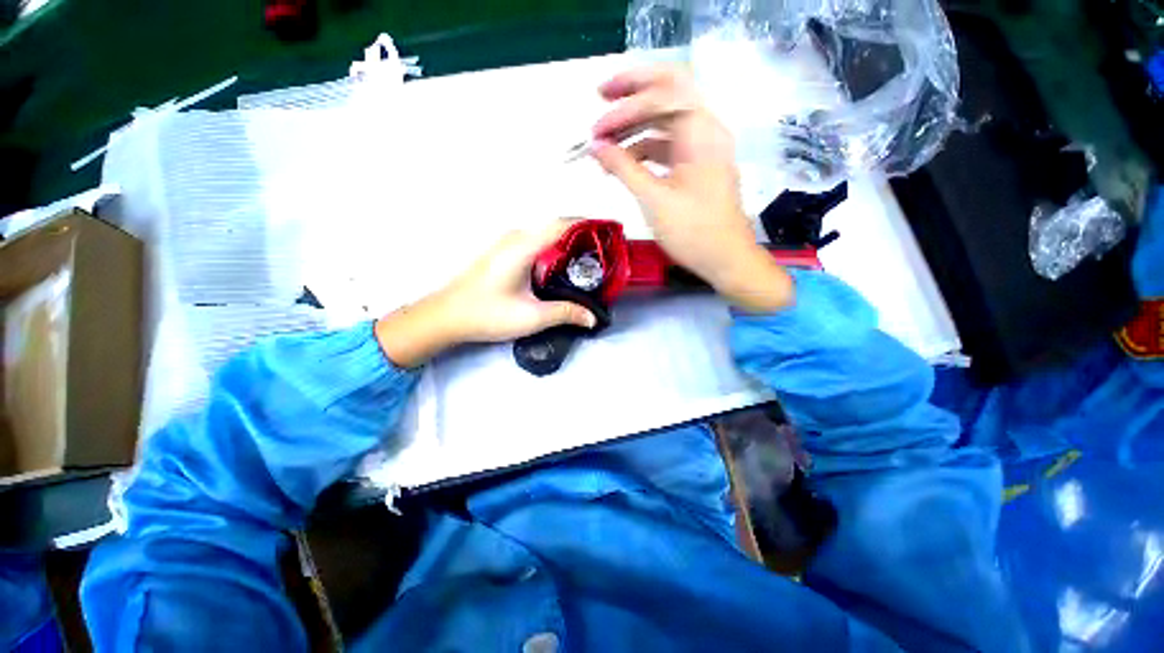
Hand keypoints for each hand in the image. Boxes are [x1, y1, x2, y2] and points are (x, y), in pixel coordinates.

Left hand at [375, 222, 596, 367]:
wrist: (447, 316)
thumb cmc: (488, 314)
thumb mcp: (531, 317)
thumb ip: (565, 313)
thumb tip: (592, 317)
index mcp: (523, 246)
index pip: (562, 224)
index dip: (588, 225)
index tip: (609, 232)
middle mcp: (516, 237)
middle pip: (556, 226)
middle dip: (582, 235)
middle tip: (603, 252)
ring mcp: (507, 243)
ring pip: (545, 234)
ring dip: (567, 242)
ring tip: (588, 260)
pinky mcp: (503, 253)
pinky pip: (535, 242)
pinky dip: (553, 249)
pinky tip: (561, 267)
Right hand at [590, 65, 793, 312]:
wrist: (725, 258)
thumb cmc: (692, 231)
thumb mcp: (654, 200)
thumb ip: (623, 168)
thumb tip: (595, 146)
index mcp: (701, 132)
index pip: (662, 95)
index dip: (625, 106)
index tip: (596, 131)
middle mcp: (705, 129)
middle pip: (669, 91)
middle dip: (633, 90)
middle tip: (601, 94)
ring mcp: (702, 147)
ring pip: (666, 120)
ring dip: (635, 124)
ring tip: (605, 141)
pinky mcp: (697, 165)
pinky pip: (668, 145)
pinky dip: (644, 149)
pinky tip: (624, 163)